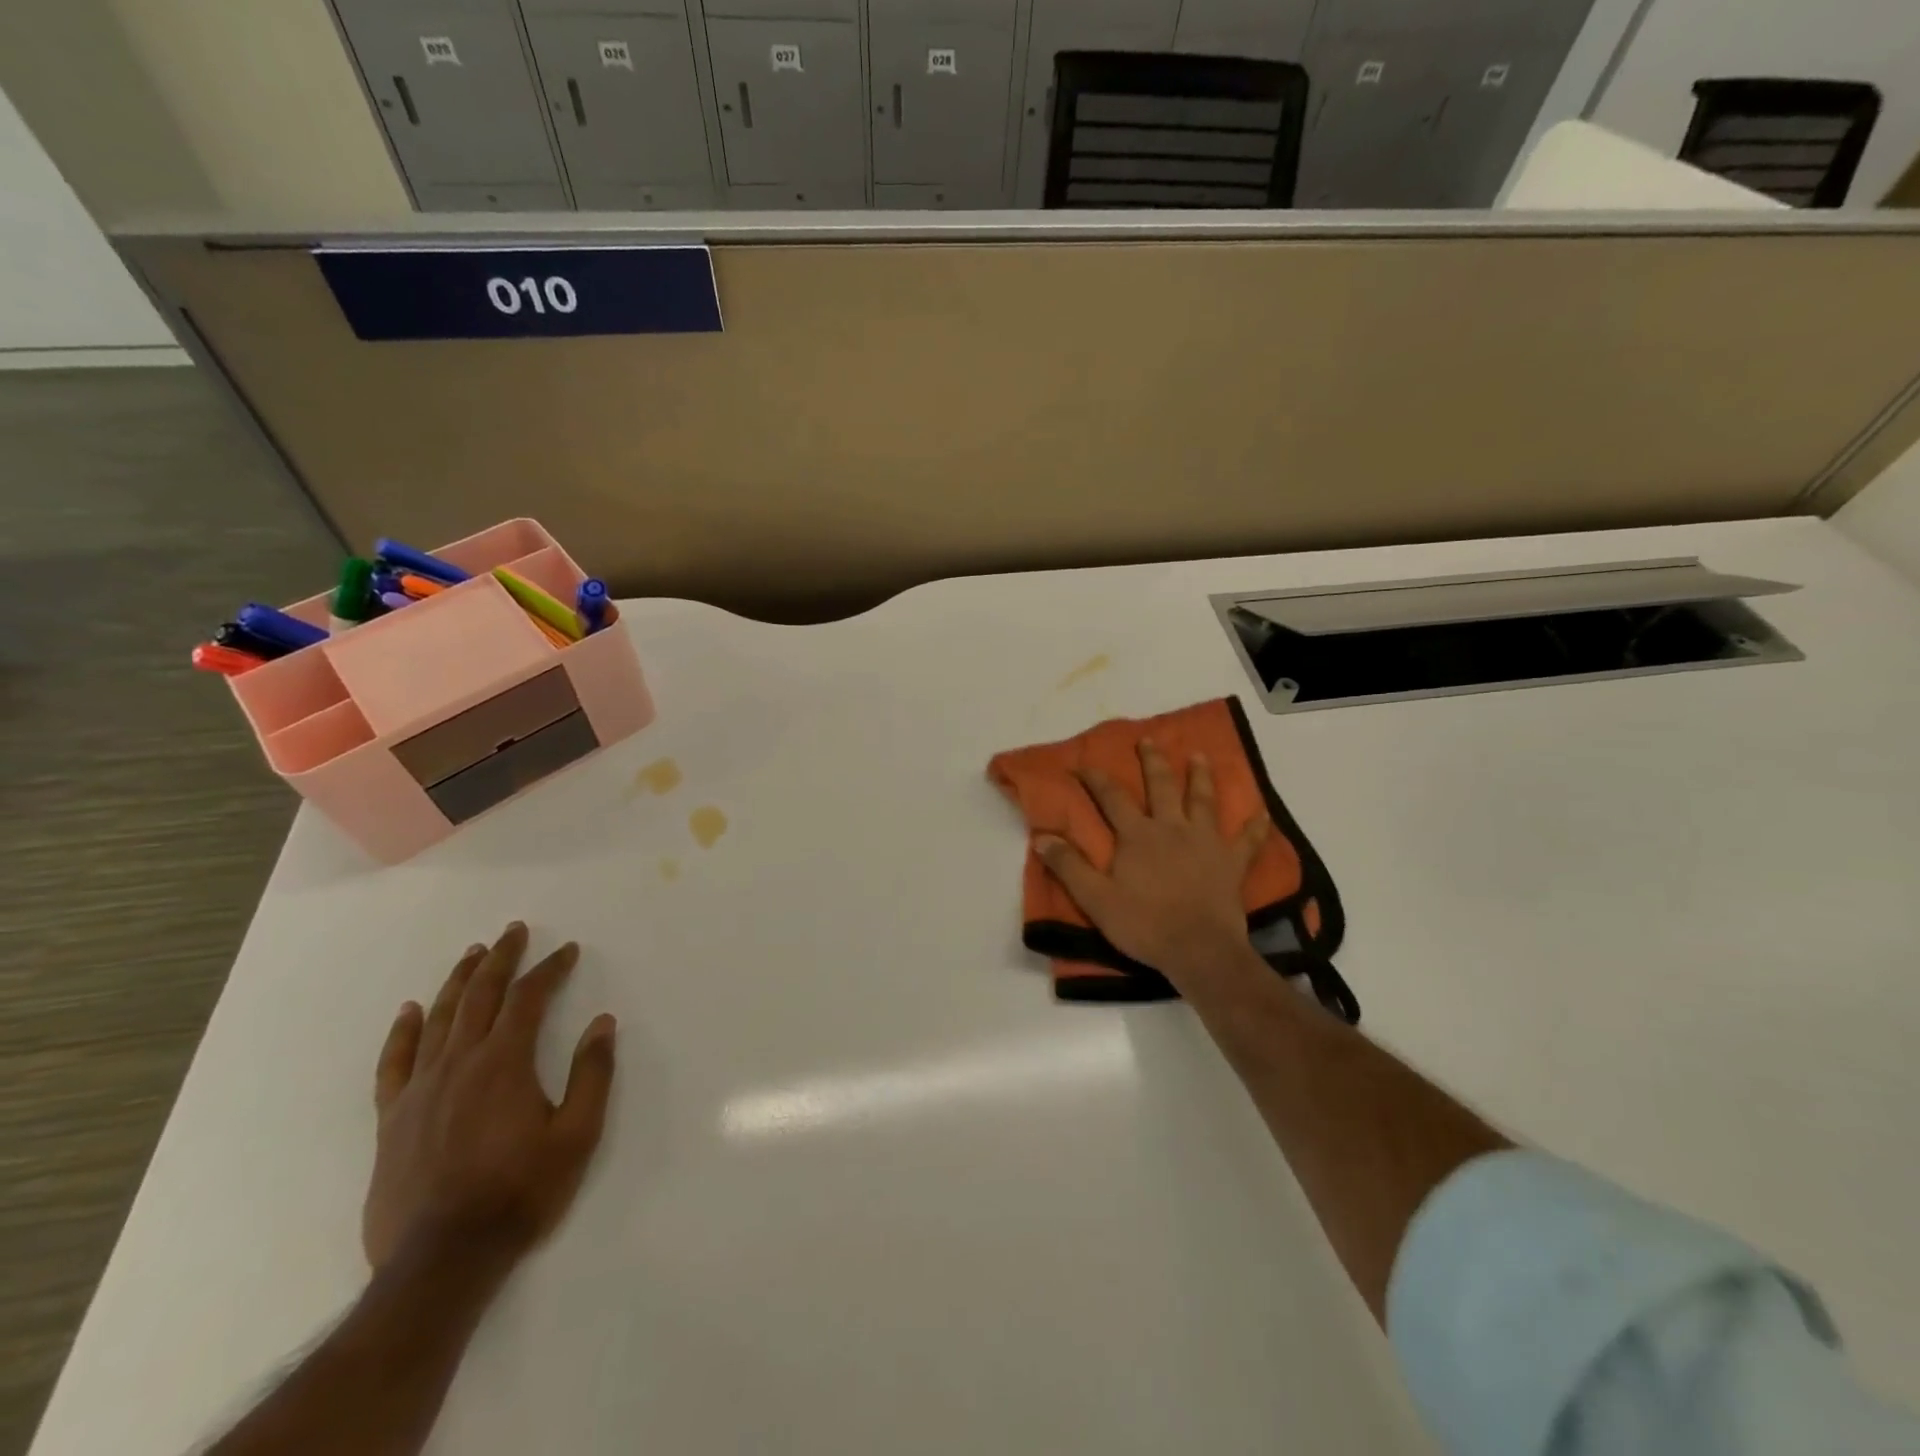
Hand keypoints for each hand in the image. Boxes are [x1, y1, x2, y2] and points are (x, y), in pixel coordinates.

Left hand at [363, 923, 616, 1273]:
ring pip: (440, 1018)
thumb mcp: (577, 1135)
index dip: (549, 969)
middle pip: (480, 995)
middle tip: (513, 931)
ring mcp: (420, 1089)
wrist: (442, 1260)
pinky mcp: (393, 1118)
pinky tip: (411, 1011)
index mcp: (505, 1063)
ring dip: (459, 981)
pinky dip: (404, 1031)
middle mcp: (459, 1063)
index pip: (528, 998)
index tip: (567, 951)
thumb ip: (592, 1074)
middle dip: (500, 958)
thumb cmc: (520, 1192)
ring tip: (473, 954)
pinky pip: (395, 1062)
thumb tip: (602, 1023)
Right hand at [1036, 739, 1268, 987]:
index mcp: (1137, 836)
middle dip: (1153, 762)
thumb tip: (1042, 837)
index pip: (1112, 799)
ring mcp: (1206, 843)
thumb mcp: (1096, 898)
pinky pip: (1247, 841)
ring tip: (1199, 756)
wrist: (1198, 950)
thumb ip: (1069, 866)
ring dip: (1200, 777)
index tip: (1083, 764)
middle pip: (1161, 787)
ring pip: (1203, 802)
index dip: (1096, 780)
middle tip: (1149, 739)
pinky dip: (1255, 827)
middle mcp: (1172, 829)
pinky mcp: (1231, 863)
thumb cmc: (1144, 924)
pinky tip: (1263, 814)